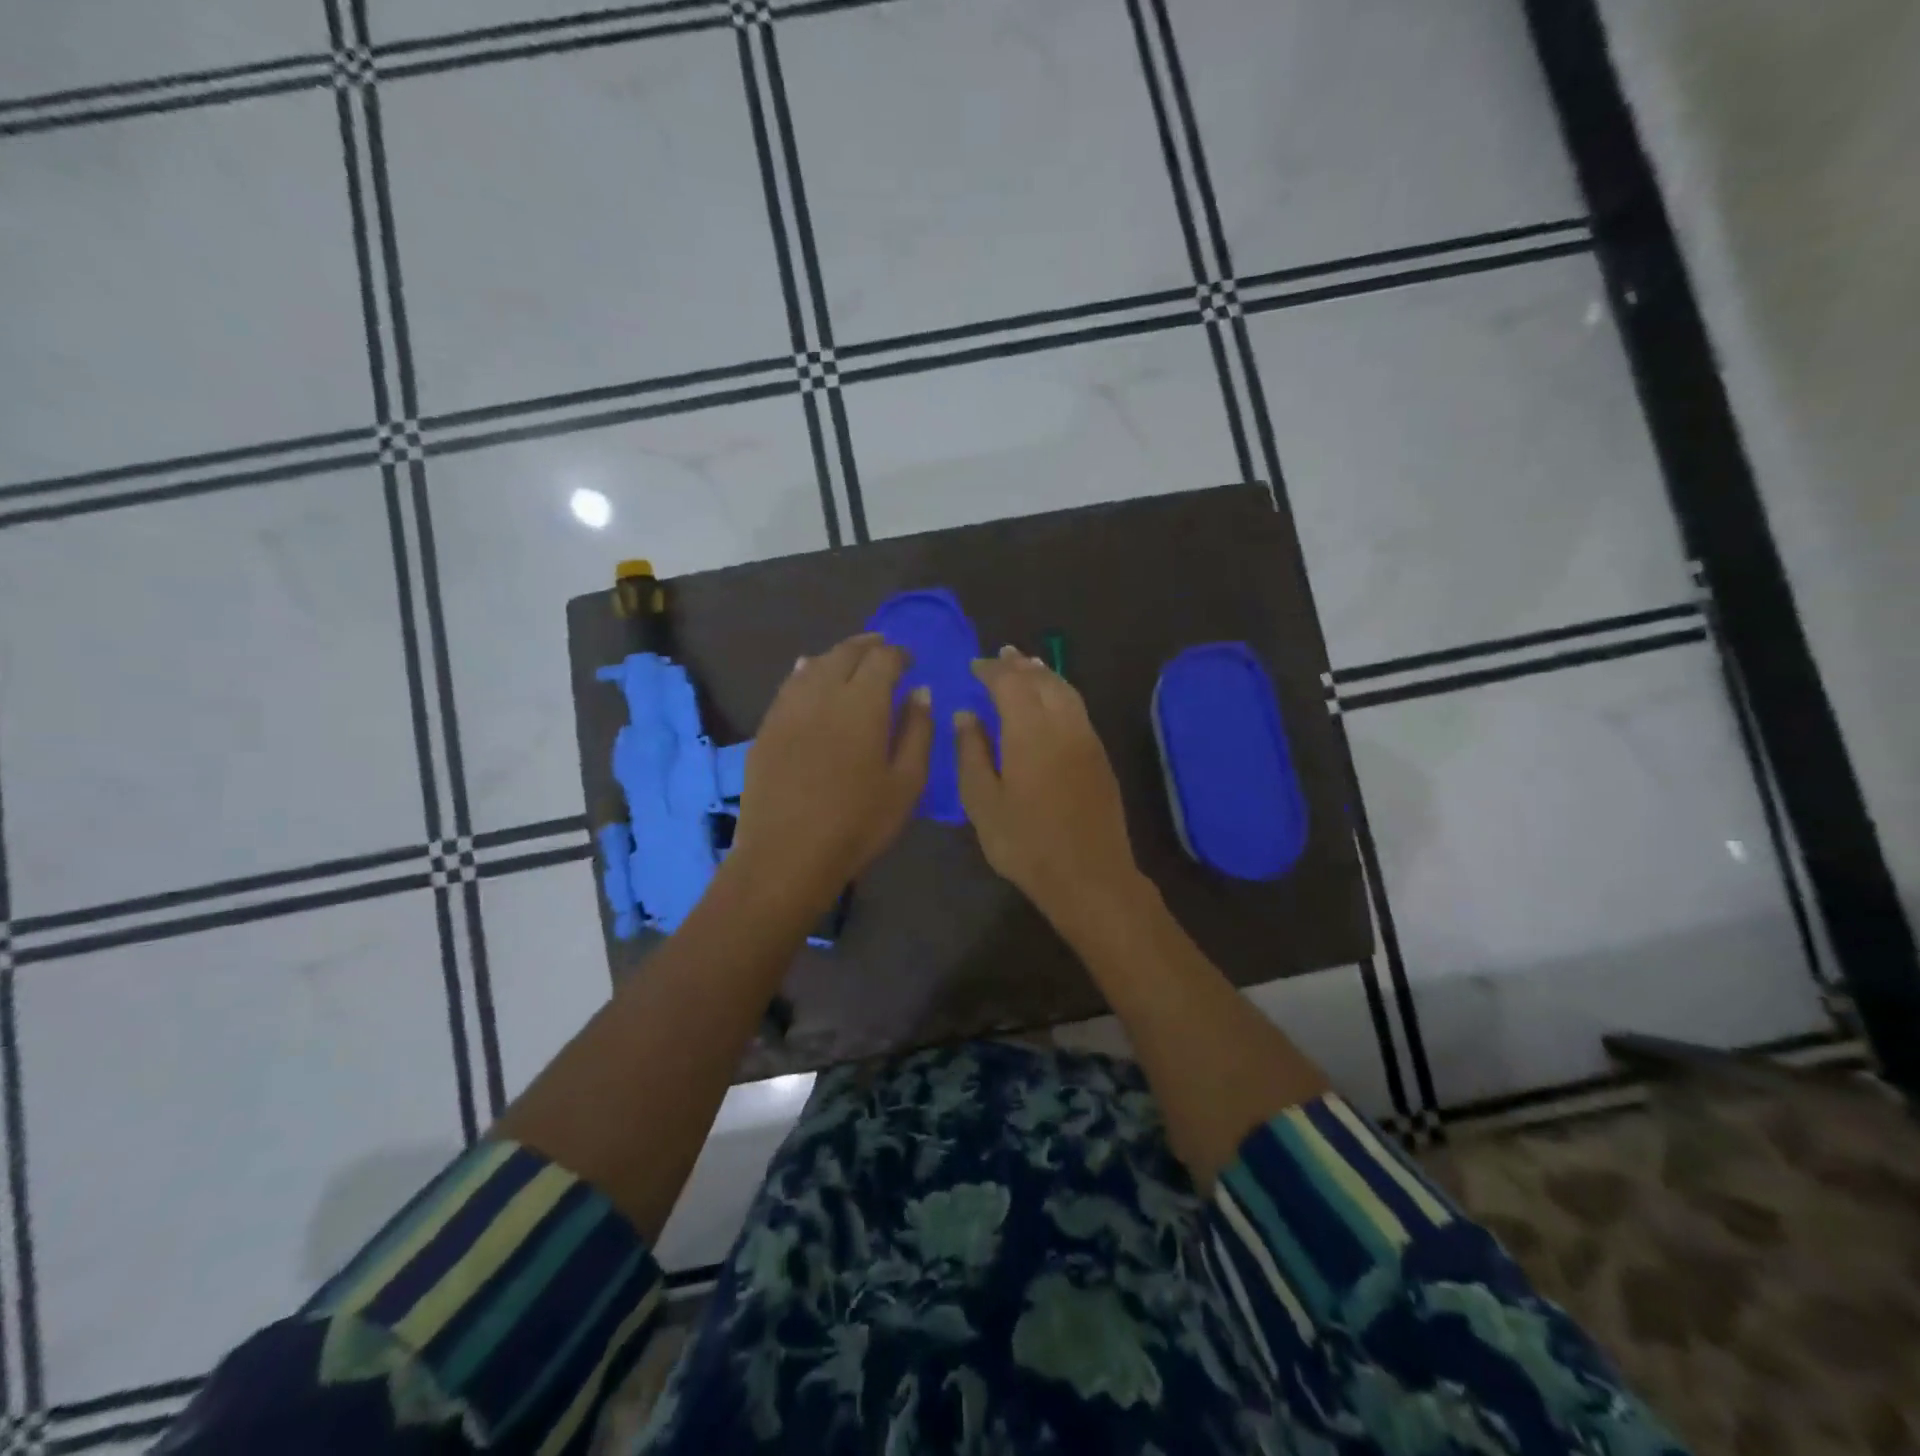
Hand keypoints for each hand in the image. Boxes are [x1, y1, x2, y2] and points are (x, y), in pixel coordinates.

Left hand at [727, 633, 931, 914]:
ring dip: (837, 656)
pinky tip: (808, 674)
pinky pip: (789, 685)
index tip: (910, 660)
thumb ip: (918, 732)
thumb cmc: (858, 822)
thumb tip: (921, 692)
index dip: (899, 653)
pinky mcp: (767, 727)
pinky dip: (806, 672)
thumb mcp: (906, 783)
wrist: (787, 854)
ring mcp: (789, 708)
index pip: (883, 659)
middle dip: (868, 646)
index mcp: (863, 703)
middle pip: (846, 653)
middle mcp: (823, 693)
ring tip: (850, 660)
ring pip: (814, 664)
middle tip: (883, 649)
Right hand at [956, 647, 1145, 937]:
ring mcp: (1087, 739)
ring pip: (1066, 691)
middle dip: (1020, 665)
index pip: (1010, 683)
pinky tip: (1052, 701)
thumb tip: (966, 714)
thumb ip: (971, 752)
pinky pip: (1078, 708)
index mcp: (1029, 731)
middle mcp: (1063, 724)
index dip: (992, 670)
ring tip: (1028, 666)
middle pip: (1042, 680)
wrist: (1089, 876)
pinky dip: (1061, 692)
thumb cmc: (1025, 843)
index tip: (975, 665)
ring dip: (1044, 674)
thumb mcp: (983, 802)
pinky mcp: (1100, 756)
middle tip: (1002, 655)